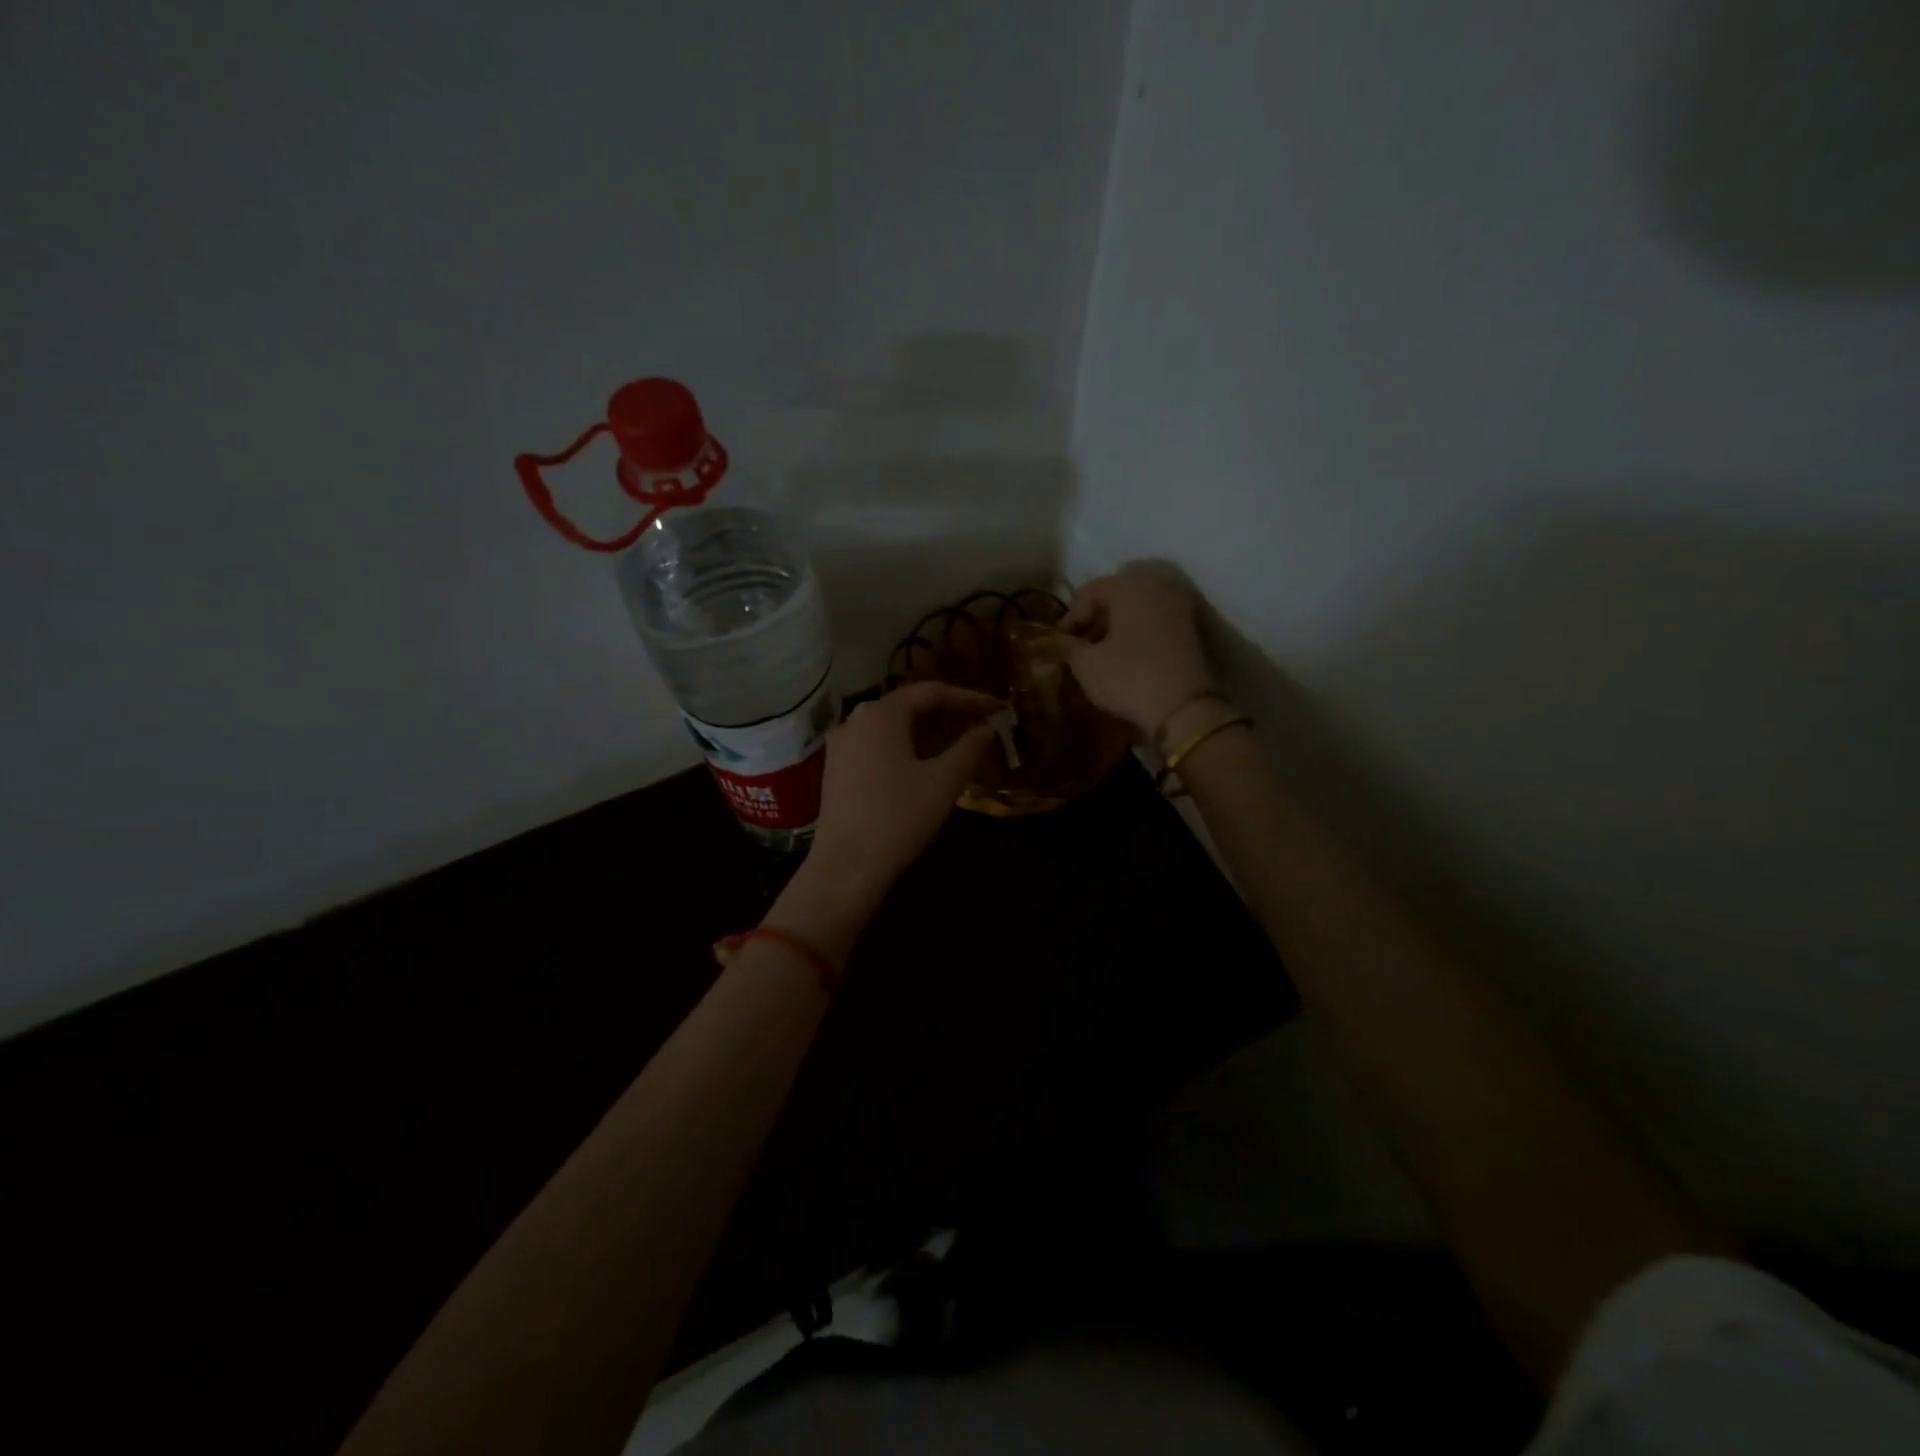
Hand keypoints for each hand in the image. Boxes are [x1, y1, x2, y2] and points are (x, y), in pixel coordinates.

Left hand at [782, 683, 1001, 949]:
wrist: (847, 868)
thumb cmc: (899, 817)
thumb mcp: (944, 780)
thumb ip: (970, 748)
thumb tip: (987, 729)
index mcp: (880, 714)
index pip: (931, 692)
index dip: (969, 698)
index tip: (998, 709)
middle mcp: (855, 721)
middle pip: (910, 707)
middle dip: (950, 715)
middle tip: (983, 726)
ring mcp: (842, 747)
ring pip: (894, 729)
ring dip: (930, 734)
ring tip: (962, 747)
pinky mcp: (837, 772)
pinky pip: (879, 748)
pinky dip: (908, 749)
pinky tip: (928, 767)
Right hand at [1047, 572, 1215, 738]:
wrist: (1184, 710)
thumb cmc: (1128, 678)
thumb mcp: (1087, 664)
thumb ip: (1064, 646)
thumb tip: (1043, 642)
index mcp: (1129, 586)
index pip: (1088, 593)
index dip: (1068, 620)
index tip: (1057, 646)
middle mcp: (1156, 587)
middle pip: (1114, 598)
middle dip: (1092, 623)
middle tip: (1075, 651)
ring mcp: (1177, 608)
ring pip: (1134, 611)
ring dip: (1112, 630)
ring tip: (1096, 658)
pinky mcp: (1189, 631)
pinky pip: (1152, 624)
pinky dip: (1133, 636)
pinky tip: (1121, 661)